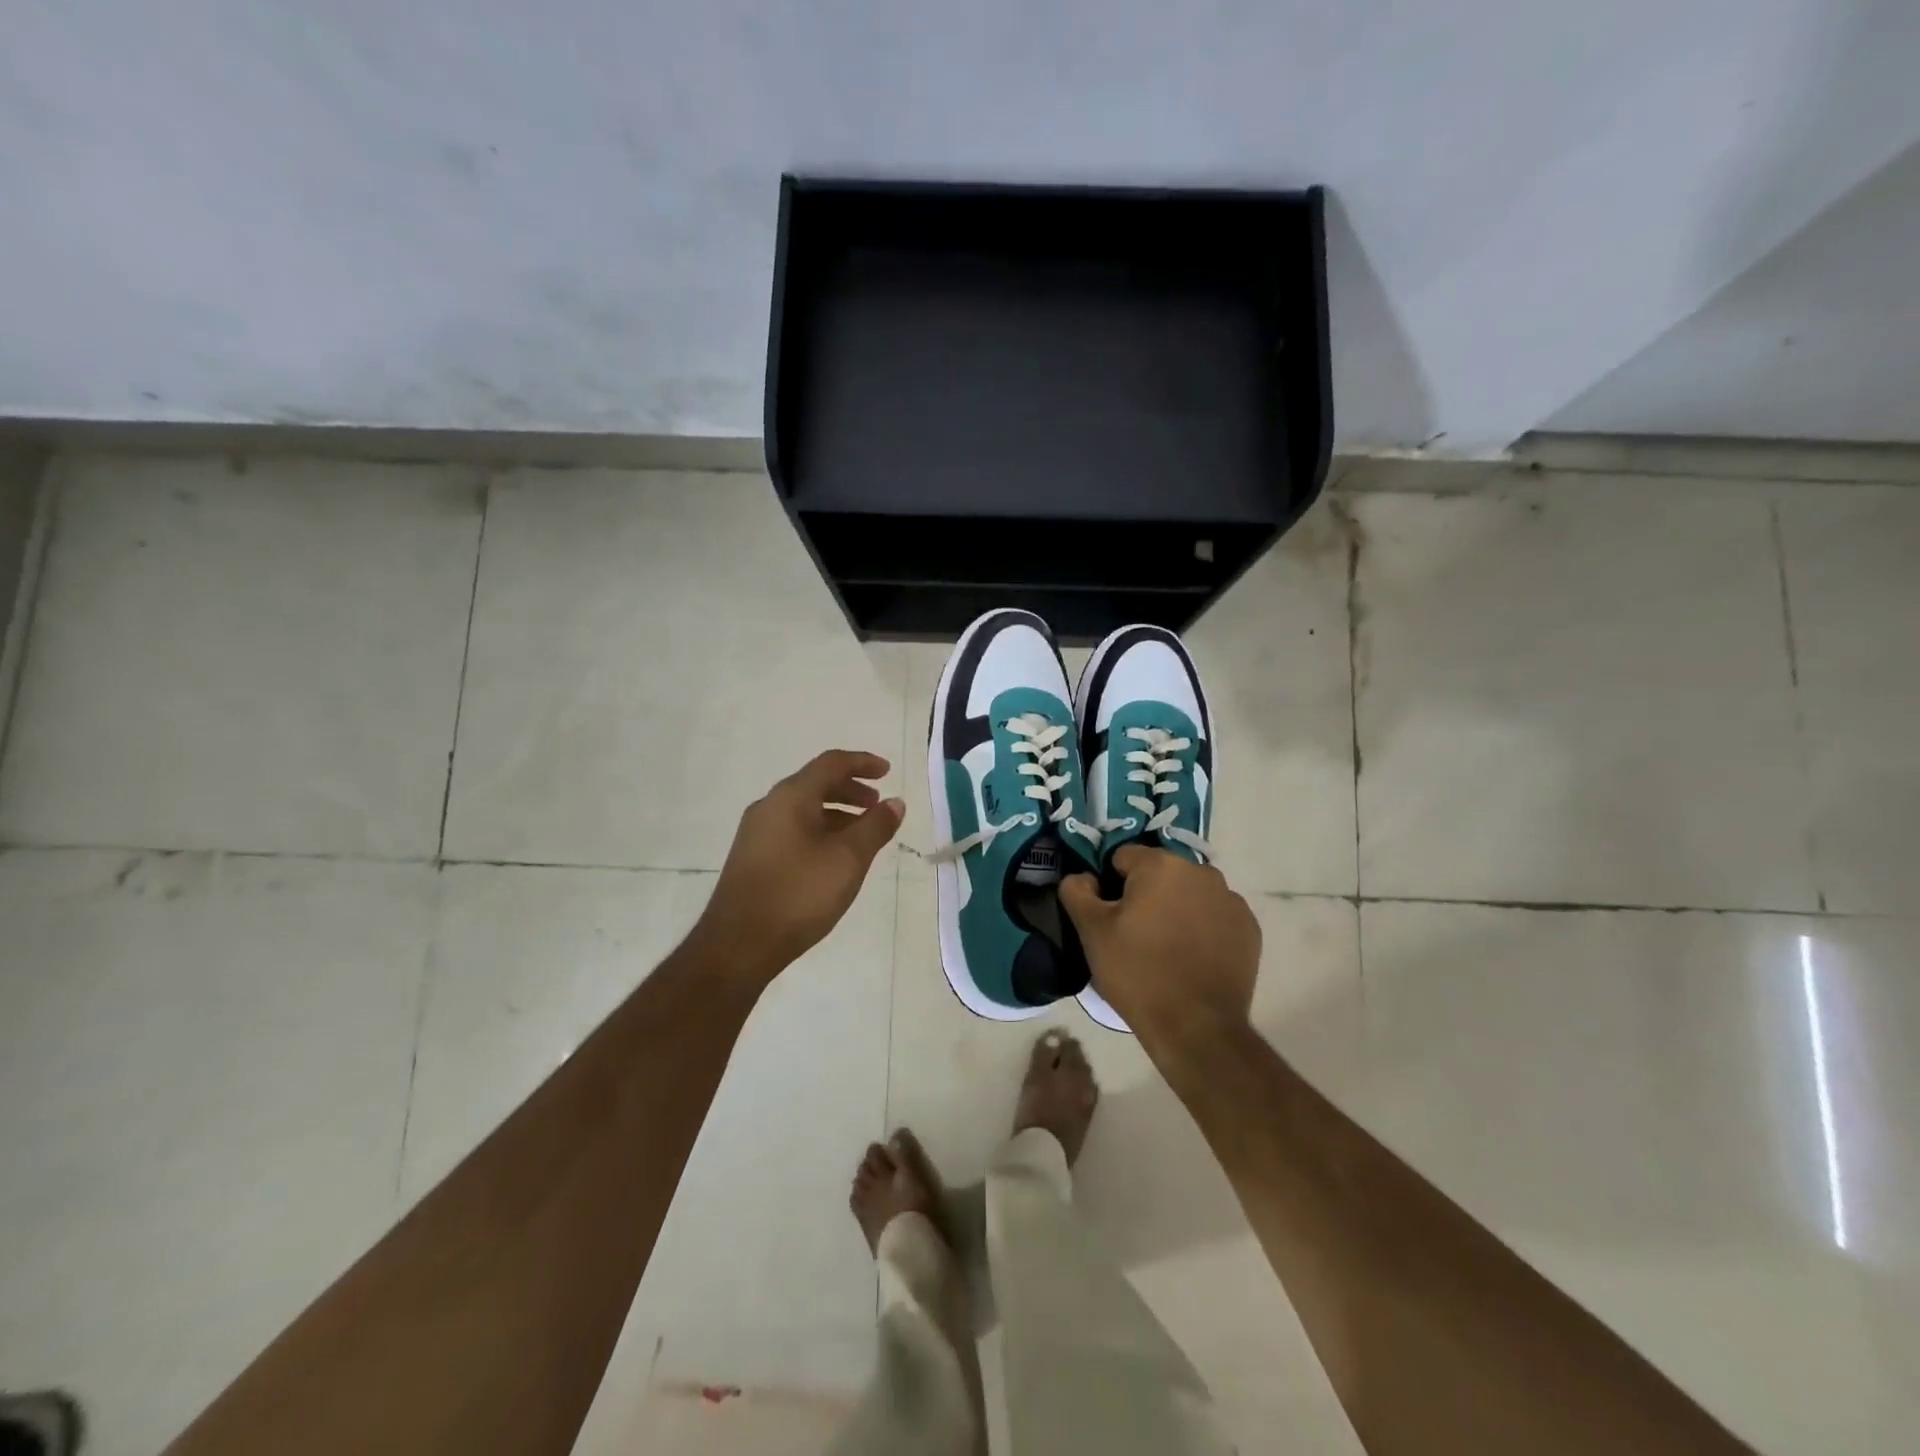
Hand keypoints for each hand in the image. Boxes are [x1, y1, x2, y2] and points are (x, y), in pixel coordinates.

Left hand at [694, 750, 903, 985]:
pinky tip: (834, 858)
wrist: (738, 945)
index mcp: (791, 797)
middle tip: (877, 805)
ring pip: (804, 809)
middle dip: (851, 789)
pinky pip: (793, 829)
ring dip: (837, 813)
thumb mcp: (848, 859)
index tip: (888, 772)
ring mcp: (757, 833)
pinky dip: (820, 831)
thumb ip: (875, 827)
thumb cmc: (799, 894)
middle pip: (815, 784)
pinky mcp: (753, 858)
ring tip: (862, 835)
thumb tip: (895, 803)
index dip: (862, 762)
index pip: (831, 763)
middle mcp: (769, 806)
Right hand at [1059, 846, 1260, 1055]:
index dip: (1111, 884)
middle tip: (1135, 933)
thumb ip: (1077, 891)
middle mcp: (1201, 871)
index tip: (1110, 916)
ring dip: (1176, 907)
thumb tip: (1084, 877)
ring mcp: (1230, 899)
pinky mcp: (1249, 928)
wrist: (1196, 1027)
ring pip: (1190, 892)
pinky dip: (1203, 927)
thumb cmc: (1137, 972)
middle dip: (1146, 894)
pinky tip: (1193, 957)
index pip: (1123, 858)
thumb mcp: (1091, 931)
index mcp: (1161, 865)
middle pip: (1160, 873)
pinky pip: (1215, 915)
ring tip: (1165, 947)